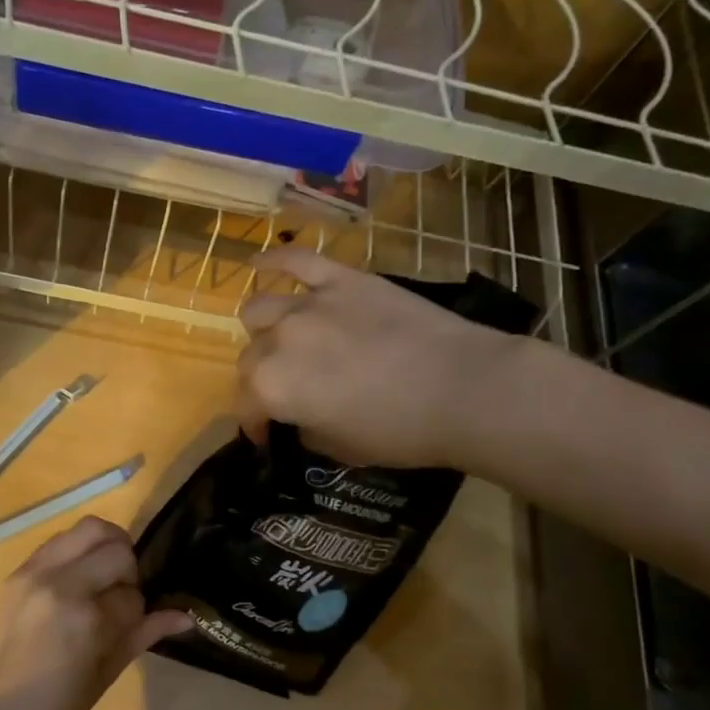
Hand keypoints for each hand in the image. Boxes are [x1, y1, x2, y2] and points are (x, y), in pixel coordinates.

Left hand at [0, 517, 191, 709]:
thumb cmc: (55, 707)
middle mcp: (61, 583)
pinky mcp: (20, 569)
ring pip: (89, 528)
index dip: (138, 610)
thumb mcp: (106, 674)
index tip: (127, 626)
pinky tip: (79, 578)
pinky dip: (79, 550)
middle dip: (128, 569)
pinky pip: (61, 539)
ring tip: (103, 577)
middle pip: (116, 548)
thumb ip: (144, 634)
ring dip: (106, 548)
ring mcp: (37, 571)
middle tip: (121, 593)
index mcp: (86, 618)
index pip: (133, 594)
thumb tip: (186, 616)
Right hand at [237, 247, 515, 468]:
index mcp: (273, 388)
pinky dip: (272, 260)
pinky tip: (257, 262)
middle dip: (260, 381)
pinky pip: (296, 259)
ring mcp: (308, 304)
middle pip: (250, 358)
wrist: (464, 388)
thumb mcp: (342, 449)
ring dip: (263, 331)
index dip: (256, 425)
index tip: (270, 436)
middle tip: (287, 392)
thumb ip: (307, 429)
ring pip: (259, 310)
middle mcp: (278, 341)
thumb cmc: (402, 431)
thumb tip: (300, 418)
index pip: (245, 406)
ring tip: (281, 339)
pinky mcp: (341, 279)